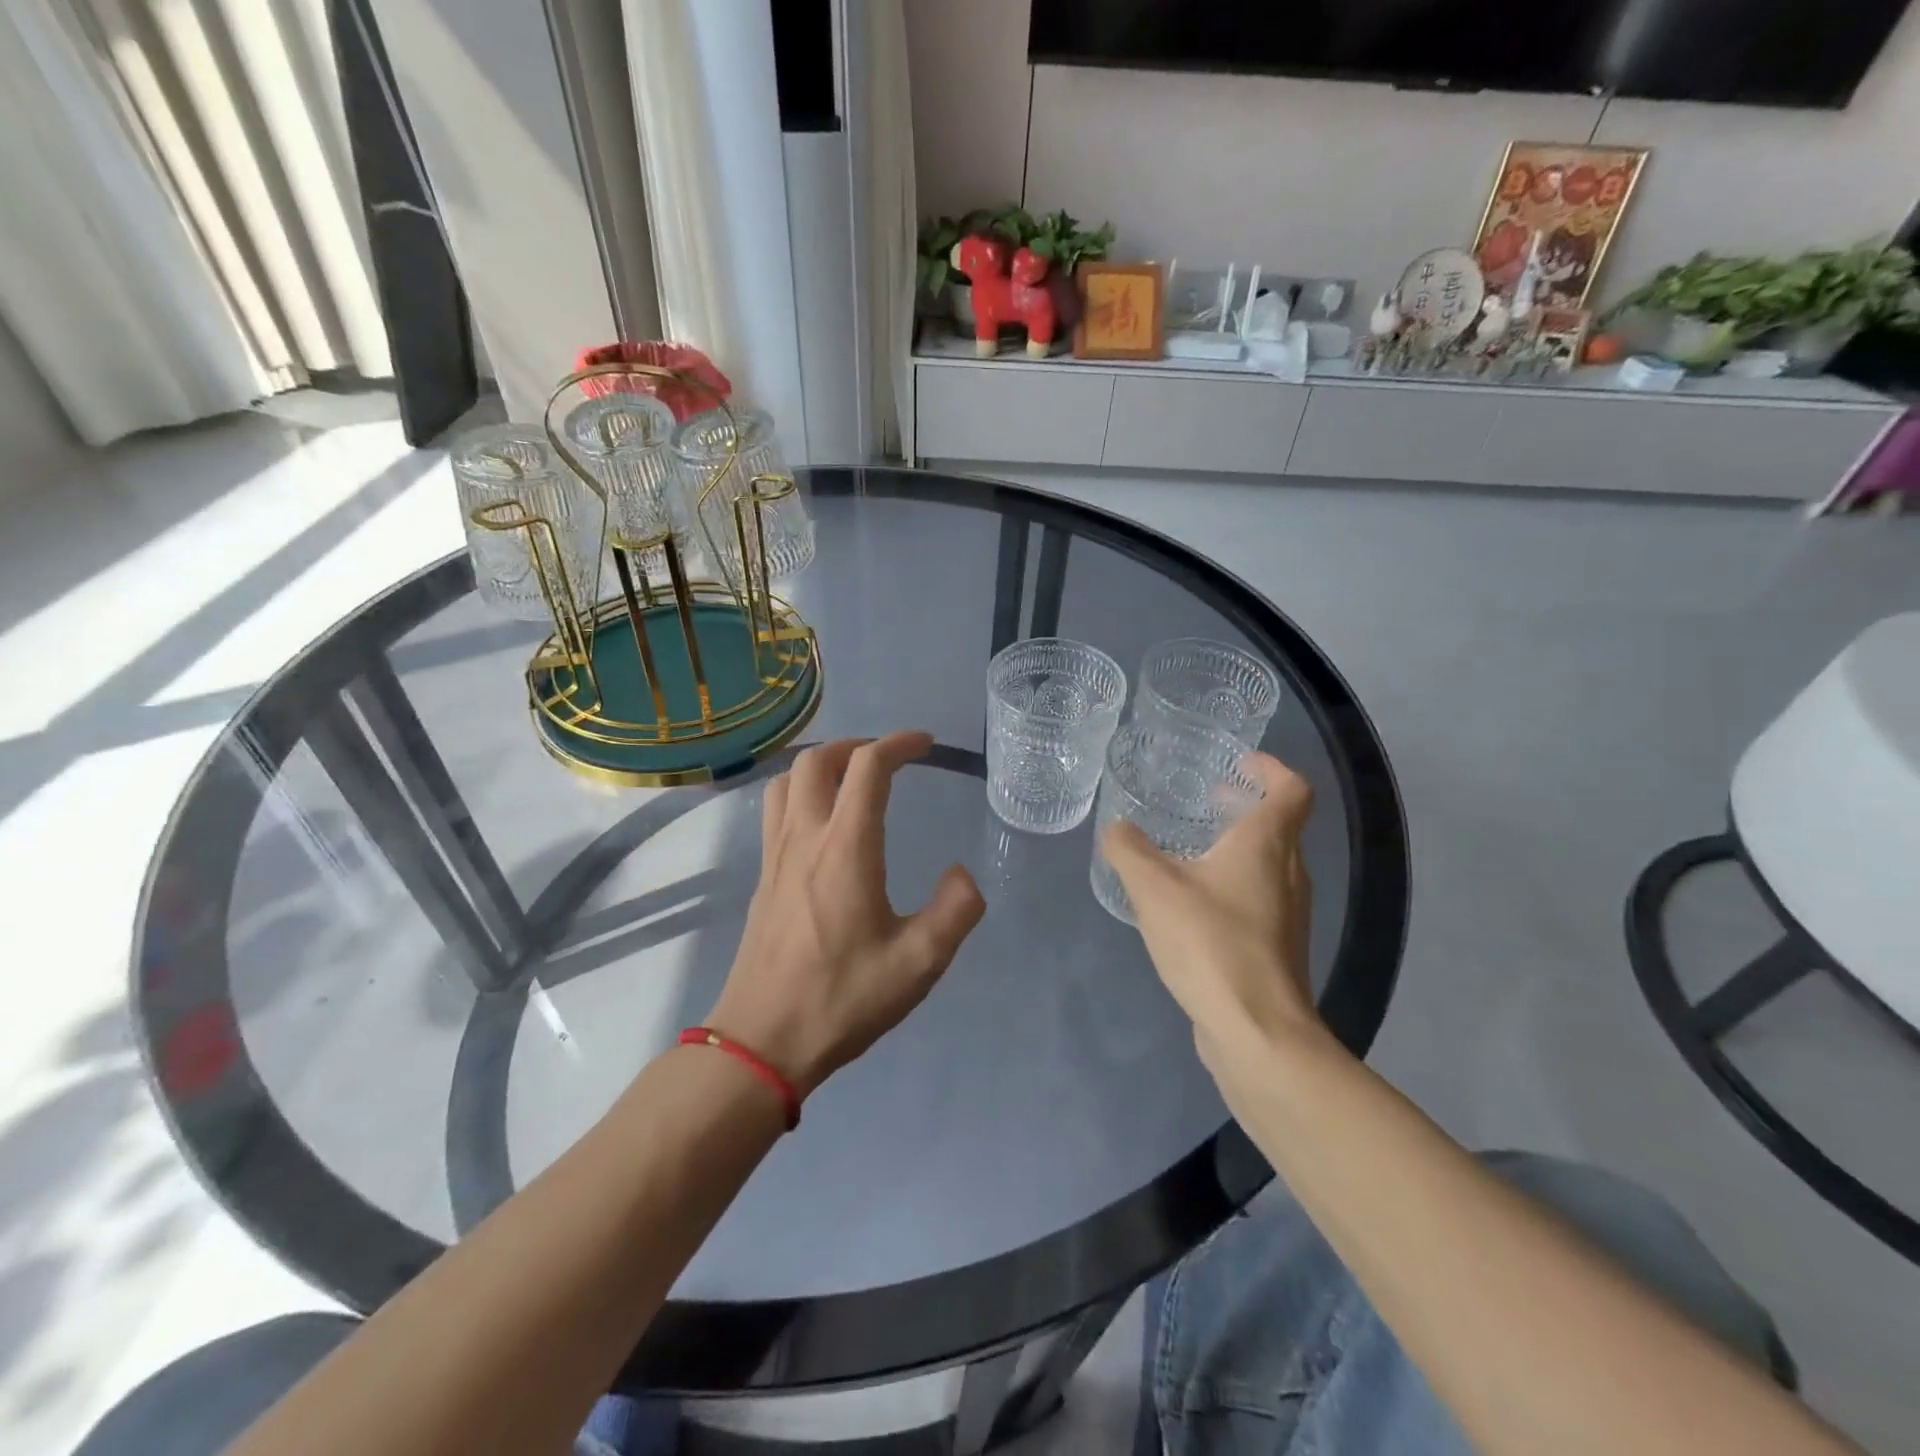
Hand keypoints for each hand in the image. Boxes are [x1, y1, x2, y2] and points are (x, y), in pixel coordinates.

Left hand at [706, 732, 986, 1097]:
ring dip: (821, 764)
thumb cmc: (842, 999)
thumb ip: (954, 911)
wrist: (761, 1042)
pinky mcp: (762, 877)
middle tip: (888, 758)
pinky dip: (800, 791)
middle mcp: (805, 837)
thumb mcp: (918, 963)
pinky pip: (775, 810)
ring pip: (786, 780)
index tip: (925, 744)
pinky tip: (822, 822)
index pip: (868, 767)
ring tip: (852, 779)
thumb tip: (962, 873)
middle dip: (856, 745)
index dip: (899, 744)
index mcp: (846, 848)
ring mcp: (775, 855)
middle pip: (817, 760)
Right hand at [1102, 752, 1319, 1058]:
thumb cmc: (1211, 943)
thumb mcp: (1154, 888)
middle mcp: (1289, 873)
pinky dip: (1234, 883)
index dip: (1271, 768)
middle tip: (1209, 798)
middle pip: (1280, 826)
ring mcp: (1288, 913)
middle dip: (1247, 806)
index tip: (1241, 762)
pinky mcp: (1276, 947)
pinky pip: (1259, 898)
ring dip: (1239, 846)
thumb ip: (1130, 850)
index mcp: (1267, 845)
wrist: (1256, 1031)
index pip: (1291, 790)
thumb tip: (1116, 828)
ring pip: (1270, 864)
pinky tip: (1194, 903)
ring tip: (1194, 847)